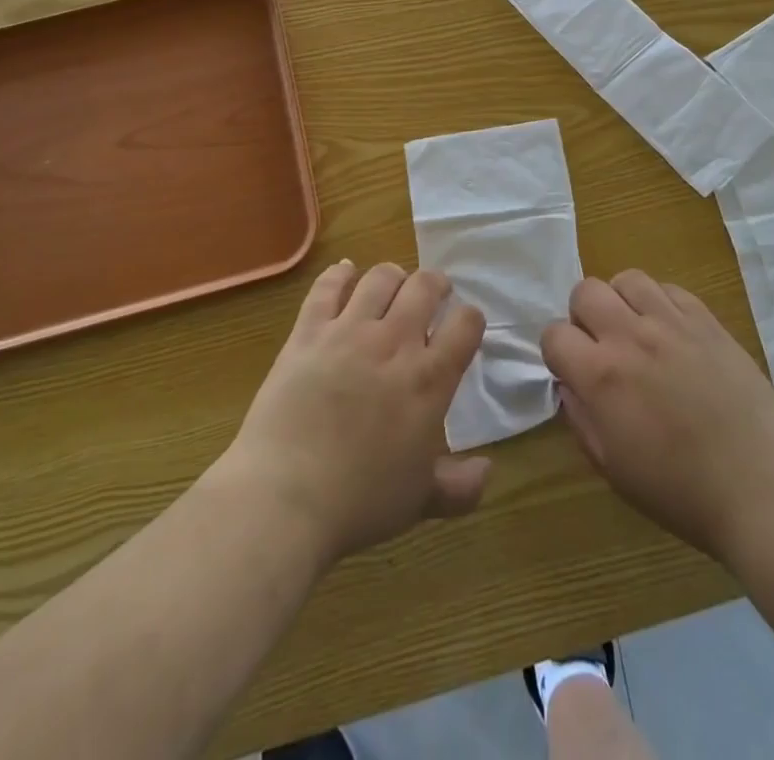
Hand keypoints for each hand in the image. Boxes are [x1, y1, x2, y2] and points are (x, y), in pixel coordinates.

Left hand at [211, 260, 489, 567]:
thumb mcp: (419, 501)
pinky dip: (340, 273)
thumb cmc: (359, 502)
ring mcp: (349, 331)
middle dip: (435, 284)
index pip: (466, 324)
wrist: (285, 497)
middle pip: (425, 286)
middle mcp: (395, 342)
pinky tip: (345, 272)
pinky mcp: (308, 331)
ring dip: (393, 275)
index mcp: (429, 379)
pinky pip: (327, 287)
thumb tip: (488, 471)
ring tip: (393, 284)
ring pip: (380, 278)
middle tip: (433, 294)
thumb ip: (460, 487)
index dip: (470, 318)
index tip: (464, 324)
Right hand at [542, 271, 773, 565]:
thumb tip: (569, 384)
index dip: (557, 353)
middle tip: (601, 346)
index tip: (572, 371)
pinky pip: (670, 289)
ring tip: (635, 330)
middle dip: (583, 316)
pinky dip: (660, 303)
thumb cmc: (679, 490)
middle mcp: (631, 337)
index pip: (554, 334)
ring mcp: (672, 323)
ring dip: (621, 301)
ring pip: (628, 279)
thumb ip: (580, 417)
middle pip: (585, 291)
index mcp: (601, 376)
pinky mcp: (707, 321)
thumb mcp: (611, 467)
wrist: (760, 488)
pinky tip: (670, 332)